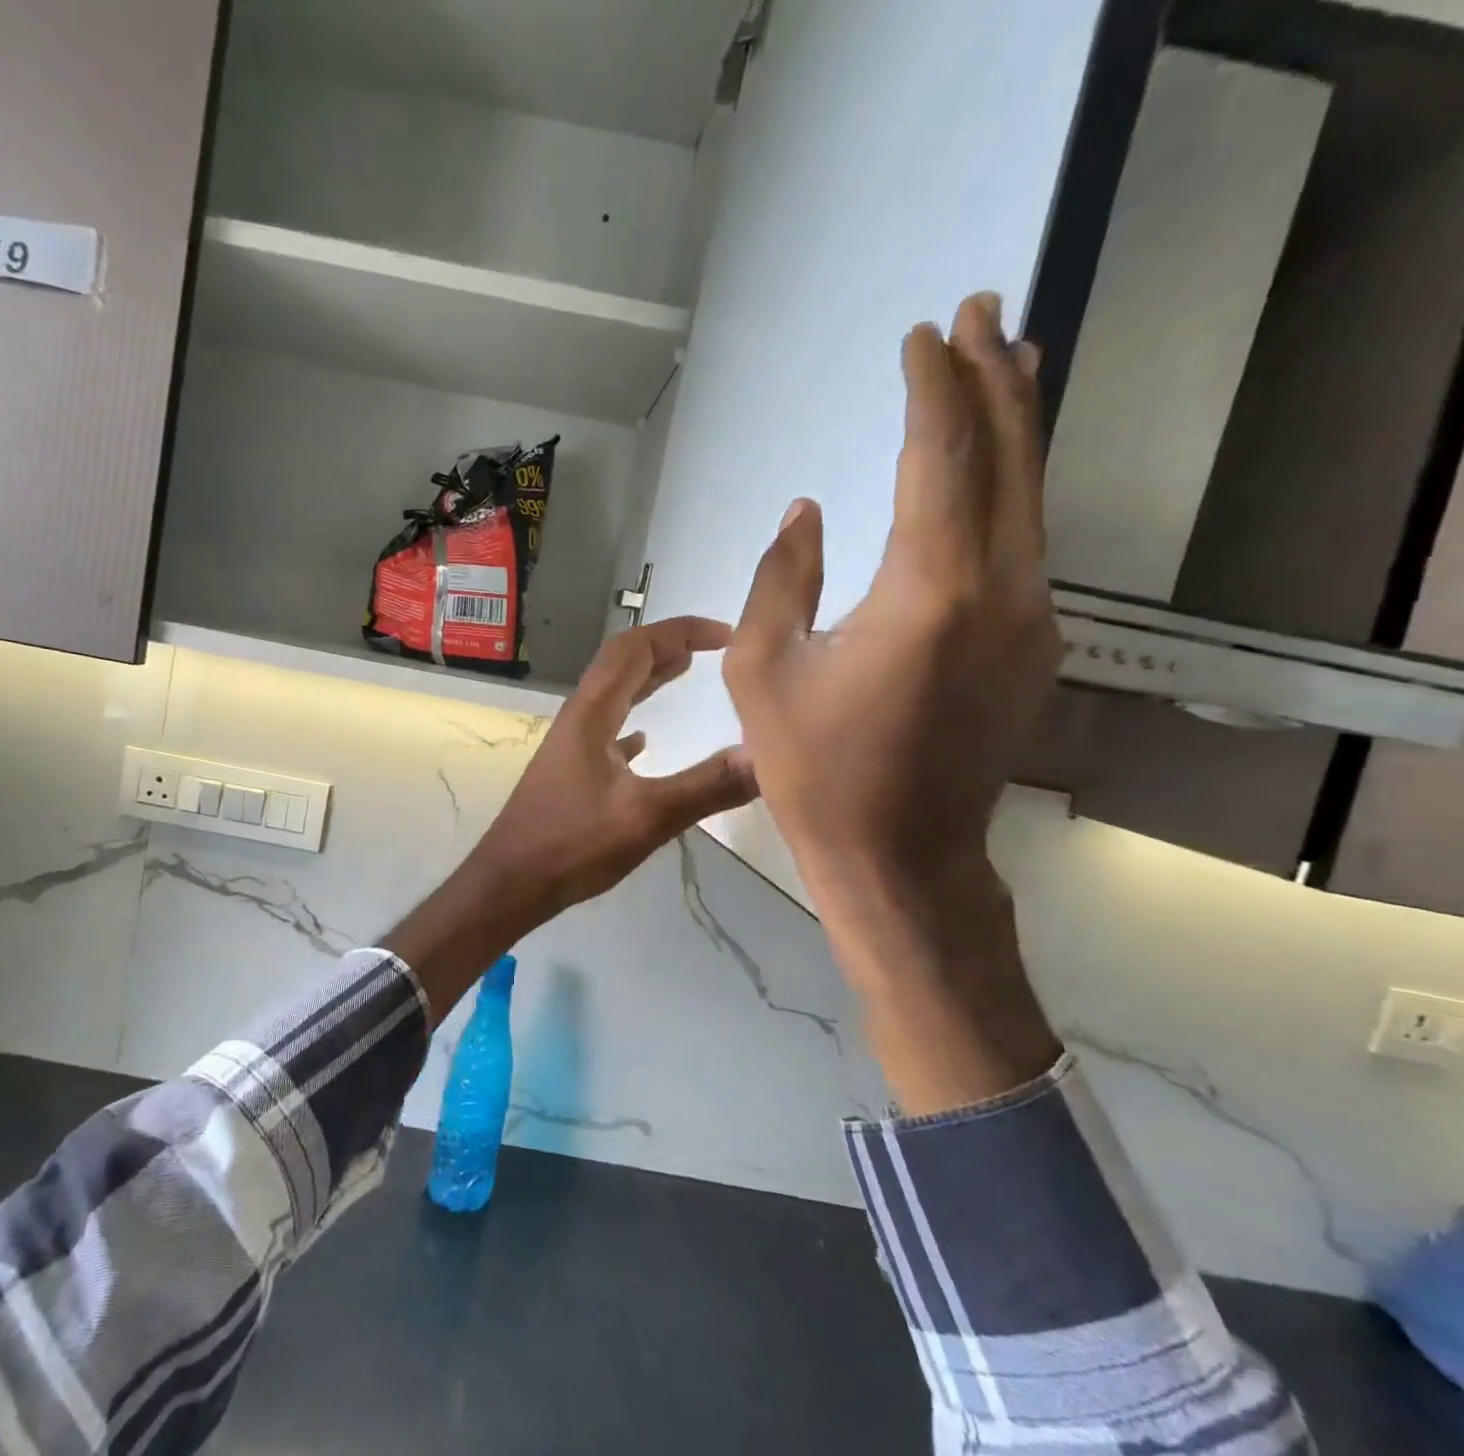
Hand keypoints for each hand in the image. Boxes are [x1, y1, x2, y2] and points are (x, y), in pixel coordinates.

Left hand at [386, 618, 756, 1021]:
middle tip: (712, 649)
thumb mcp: (646, 817)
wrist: (511, 883)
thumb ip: (707, 786)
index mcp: (591, 713)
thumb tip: (767, 755)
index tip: (725, 635)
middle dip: (665, 647)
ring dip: (648, 679)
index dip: (679, 631)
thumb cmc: (572, 845)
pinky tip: (645, 741)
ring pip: (613, 696)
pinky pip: (605, 731)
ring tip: (686, 673)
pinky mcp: (570, 772)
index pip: (634, 648)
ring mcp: (571, 746)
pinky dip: (631, 721)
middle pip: (621, 664)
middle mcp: (578, 718)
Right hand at [722, 292, 1061, 1112]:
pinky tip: (996, 473)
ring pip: (1032, 497)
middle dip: (994, 379)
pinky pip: (1028, 544)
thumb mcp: (764, 671)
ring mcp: (1032, 618)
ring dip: (1017, 426)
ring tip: (1008, 363)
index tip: (923, 336)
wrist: (900, 854)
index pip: (942, 457)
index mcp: (928, 590)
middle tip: (983, 313)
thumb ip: (782, 578)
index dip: (932, 388)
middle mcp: (1001, 589)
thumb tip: (807, 512)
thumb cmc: (814, 770)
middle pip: (1009, 458)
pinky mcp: (1034, 647)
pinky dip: (1014, 489)